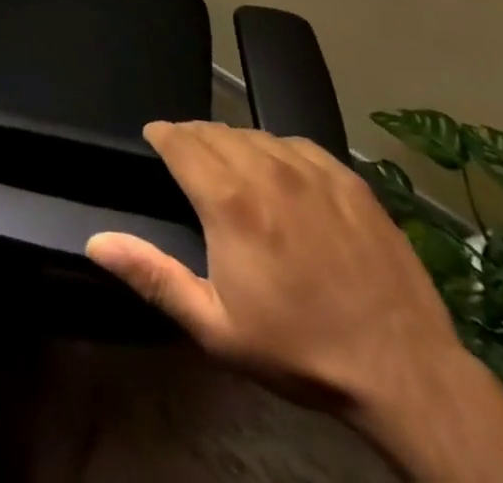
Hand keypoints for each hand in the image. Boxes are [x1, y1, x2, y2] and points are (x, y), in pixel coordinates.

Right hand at [86, 123, 461, 420]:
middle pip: (212, 130)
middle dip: (191, 138)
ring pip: (253, 133)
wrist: (405, 371)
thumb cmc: (300, 349)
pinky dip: (276, 150)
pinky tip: (280, 174)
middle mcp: (265, 168)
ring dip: (232, 143)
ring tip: (230, 167)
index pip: (178, 139)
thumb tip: (96, 240)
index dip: (160, 135)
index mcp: (228, 199)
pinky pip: (296, 143)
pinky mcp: (348, 178)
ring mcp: (311, 169)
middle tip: (187, 161)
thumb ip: (152, 275)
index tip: (152, 141)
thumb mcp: (216, 327)